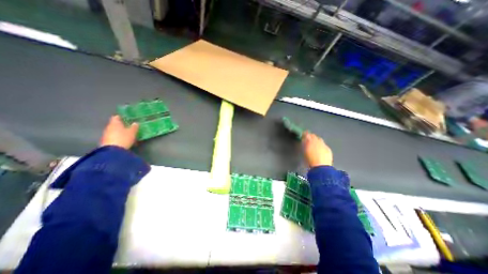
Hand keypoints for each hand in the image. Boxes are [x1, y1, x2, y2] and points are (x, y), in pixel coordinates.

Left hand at [99, 116, 138, 149]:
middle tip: (130, 126)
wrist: (113, 151)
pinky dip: (118, 137)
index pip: (116, 117)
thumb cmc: (123, 138)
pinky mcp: (106, 141)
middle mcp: (109, 127)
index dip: (122, 117)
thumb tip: (135, 123)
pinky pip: (113, 137)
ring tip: (128, 133)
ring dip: (120, 131)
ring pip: (114, 131)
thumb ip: (134, 127)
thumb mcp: (132, 132)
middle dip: (122, 125)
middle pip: (115, 124)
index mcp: (115, 123)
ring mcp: (106, 135)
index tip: (128, 118)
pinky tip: (124, 139)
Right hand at [302, 131, 331, 167]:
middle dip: (311, 137)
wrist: (321, 166)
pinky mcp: (328, 149)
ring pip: (319, 139)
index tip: (303, 135)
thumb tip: (304, 140)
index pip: (307, 134)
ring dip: (316, 141)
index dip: (305, 134)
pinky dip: (321, 146)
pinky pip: (324, 145)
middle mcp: (317, 141)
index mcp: (309, 141)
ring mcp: (323, 145)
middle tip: (308, 140)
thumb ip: (304, 144)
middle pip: (314, 136)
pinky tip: (320, 150)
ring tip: (314, 145)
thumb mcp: (304, 151)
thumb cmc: (309, 160)